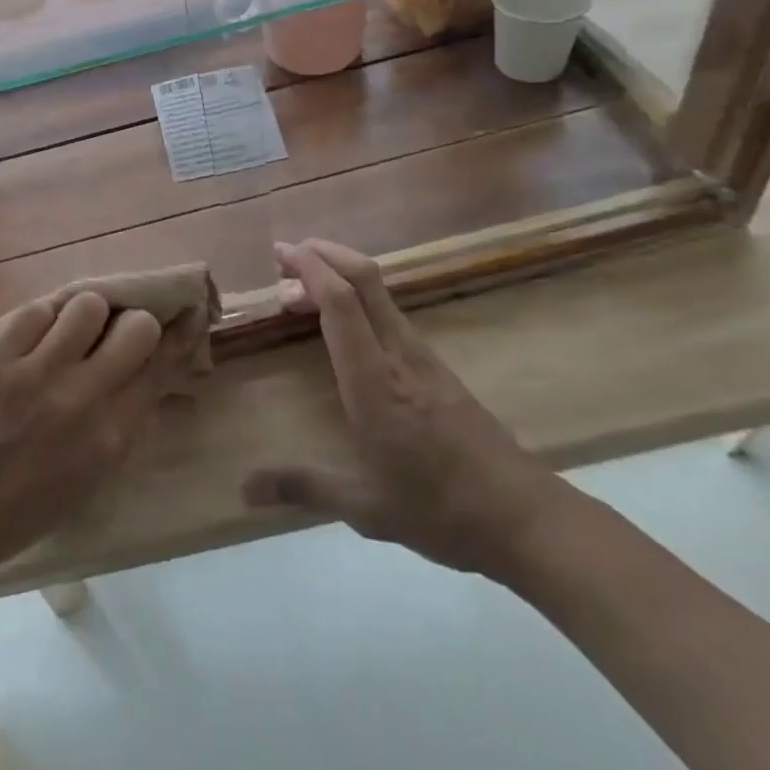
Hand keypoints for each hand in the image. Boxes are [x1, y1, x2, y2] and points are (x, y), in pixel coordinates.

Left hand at [0, 291, 163, 576]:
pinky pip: (37, 310)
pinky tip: (36, 338)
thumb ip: (129, 416)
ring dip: (86, 316)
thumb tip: (153, 364)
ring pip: (88, 305)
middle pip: (136, 326)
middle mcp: (83, 398)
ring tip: (70, 333)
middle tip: (113, 334)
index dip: (176, 335)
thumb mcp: (99, 470)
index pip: (161, 365)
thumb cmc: (36, 499)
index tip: (183, 313)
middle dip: (131, 324)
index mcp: (113, 433)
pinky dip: (42, 320)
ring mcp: (37, 374)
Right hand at [242, 240, 575, 581]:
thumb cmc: (440, 510)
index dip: (311, 269)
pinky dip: (358, 299)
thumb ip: (302, 487)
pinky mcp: (436, 367)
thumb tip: (243, 490)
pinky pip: (389, 313)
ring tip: (300, 291)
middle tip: (284, 256)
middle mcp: (399, 355)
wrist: (525, 517)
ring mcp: (423, 357)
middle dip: (324, 254)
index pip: (342, 303)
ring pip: (379, 293)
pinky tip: (343, 324)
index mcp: (375, 381)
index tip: (281, 252)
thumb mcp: (365, 507)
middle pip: (365, 279)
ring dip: (340, 275)